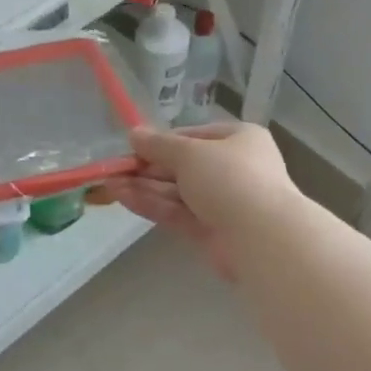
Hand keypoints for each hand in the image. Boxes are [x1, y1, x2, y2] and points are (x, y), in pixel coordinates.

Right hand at [96, 123, 297, 278]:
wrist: (261, 237)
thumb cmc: (231, 179)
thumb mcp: (191, 153)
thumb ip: (159, 145)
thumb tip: (134, 134)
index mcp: (239, 140)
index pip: (194, 137)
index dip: (162, 142)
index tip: (132, 148)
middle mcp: (233, 169)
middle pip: (183, 166)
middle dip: (147, 168)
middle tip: (113, 170)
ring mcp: (222, 203)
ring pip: (177, 192)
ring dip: (144, 187)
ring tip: (108, 184)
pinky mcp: (210, 232)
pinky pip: (177, 213)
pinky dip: (152, 205)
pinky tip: (122, 198)